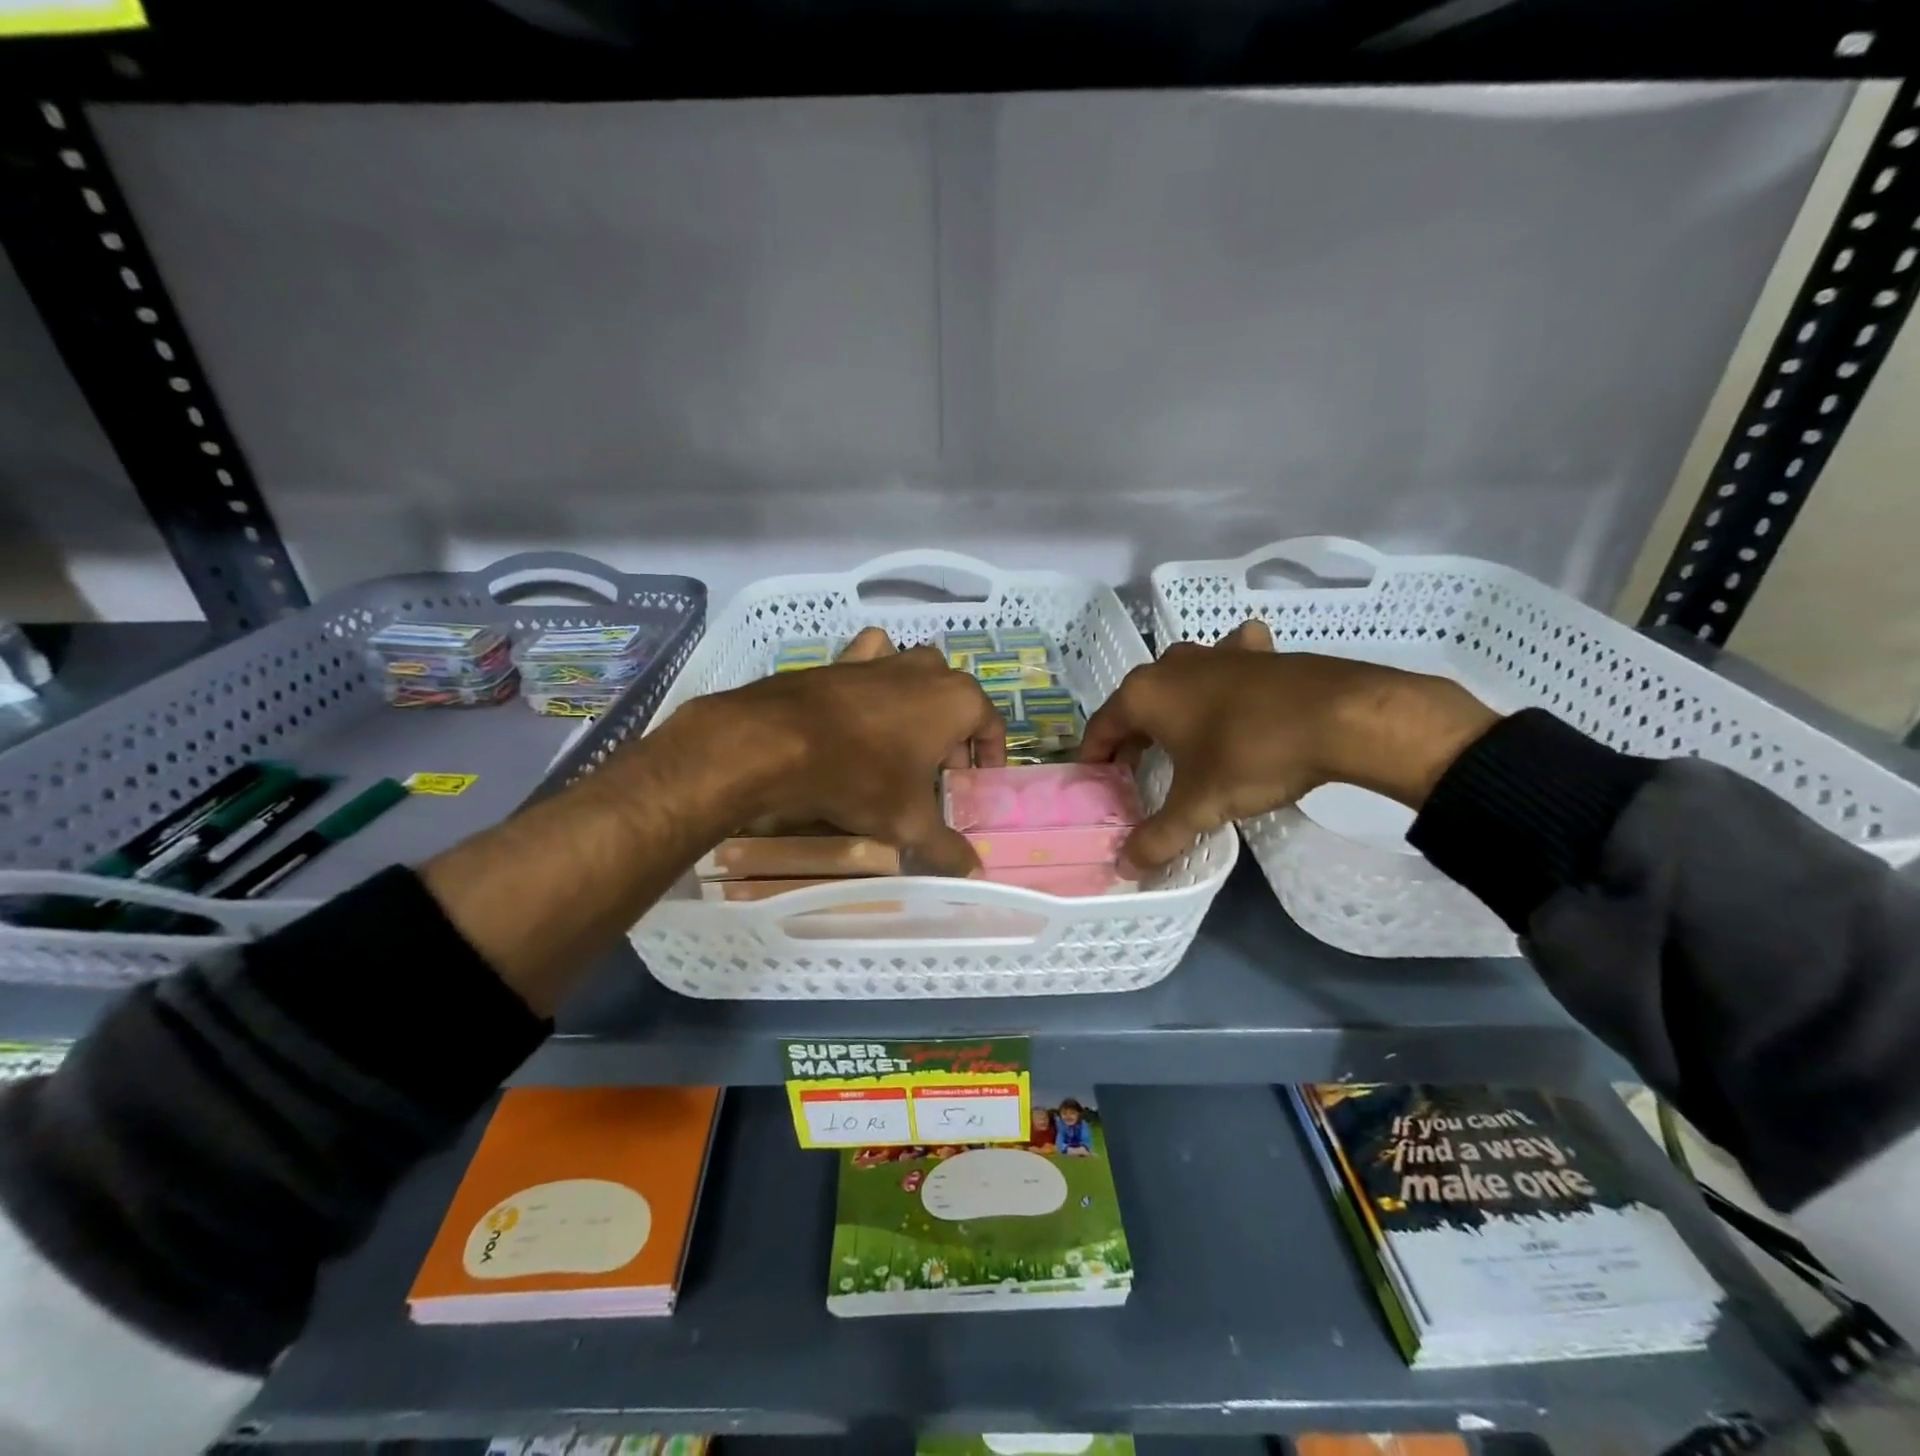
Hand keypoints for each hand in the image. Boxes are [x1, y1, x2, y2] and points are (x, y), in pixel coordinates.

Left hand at [675, 628, 1005, 875]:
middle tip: (937, 780)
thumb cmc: (861, 776)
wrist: (777, 741)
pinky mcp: (846, 658)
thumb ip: (947, 848)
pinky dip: (878, 677)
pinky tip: (867, 703)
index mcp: (958, 700)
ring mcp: (886, 659)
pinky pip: (875, 661)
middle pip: (956, 706)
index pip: (991, 727)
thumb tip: (975, 876)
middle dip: (952, 741)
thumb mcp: (909, 821)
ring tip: (904, 747)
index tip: (975, 786)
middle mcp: (929, 669)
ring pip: (918, 680)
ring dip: (920, 710)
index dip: (988, 760)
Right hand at [1081, 620, 1498, 874]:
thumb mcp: (1199, 805)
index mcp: (1145, 694)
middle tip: (1137, 775)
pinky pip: (1227, 662)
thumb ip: (1157, 837)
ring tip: (1180, 739)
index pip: (1101, 727)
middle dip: (1132, 739)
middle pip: (1137, 705)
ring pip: (1179, 681)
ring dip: (1174, 708)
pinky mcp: (1257, 653)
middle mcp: (1171, 665)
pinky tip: (1235, 692)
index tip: (1095, 785)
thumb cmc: (1251, 755)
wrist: (1341, 716)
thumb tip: (1124, 869)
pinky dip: (1224, 678)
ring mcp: (1216, 652)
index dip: (1094, 759)